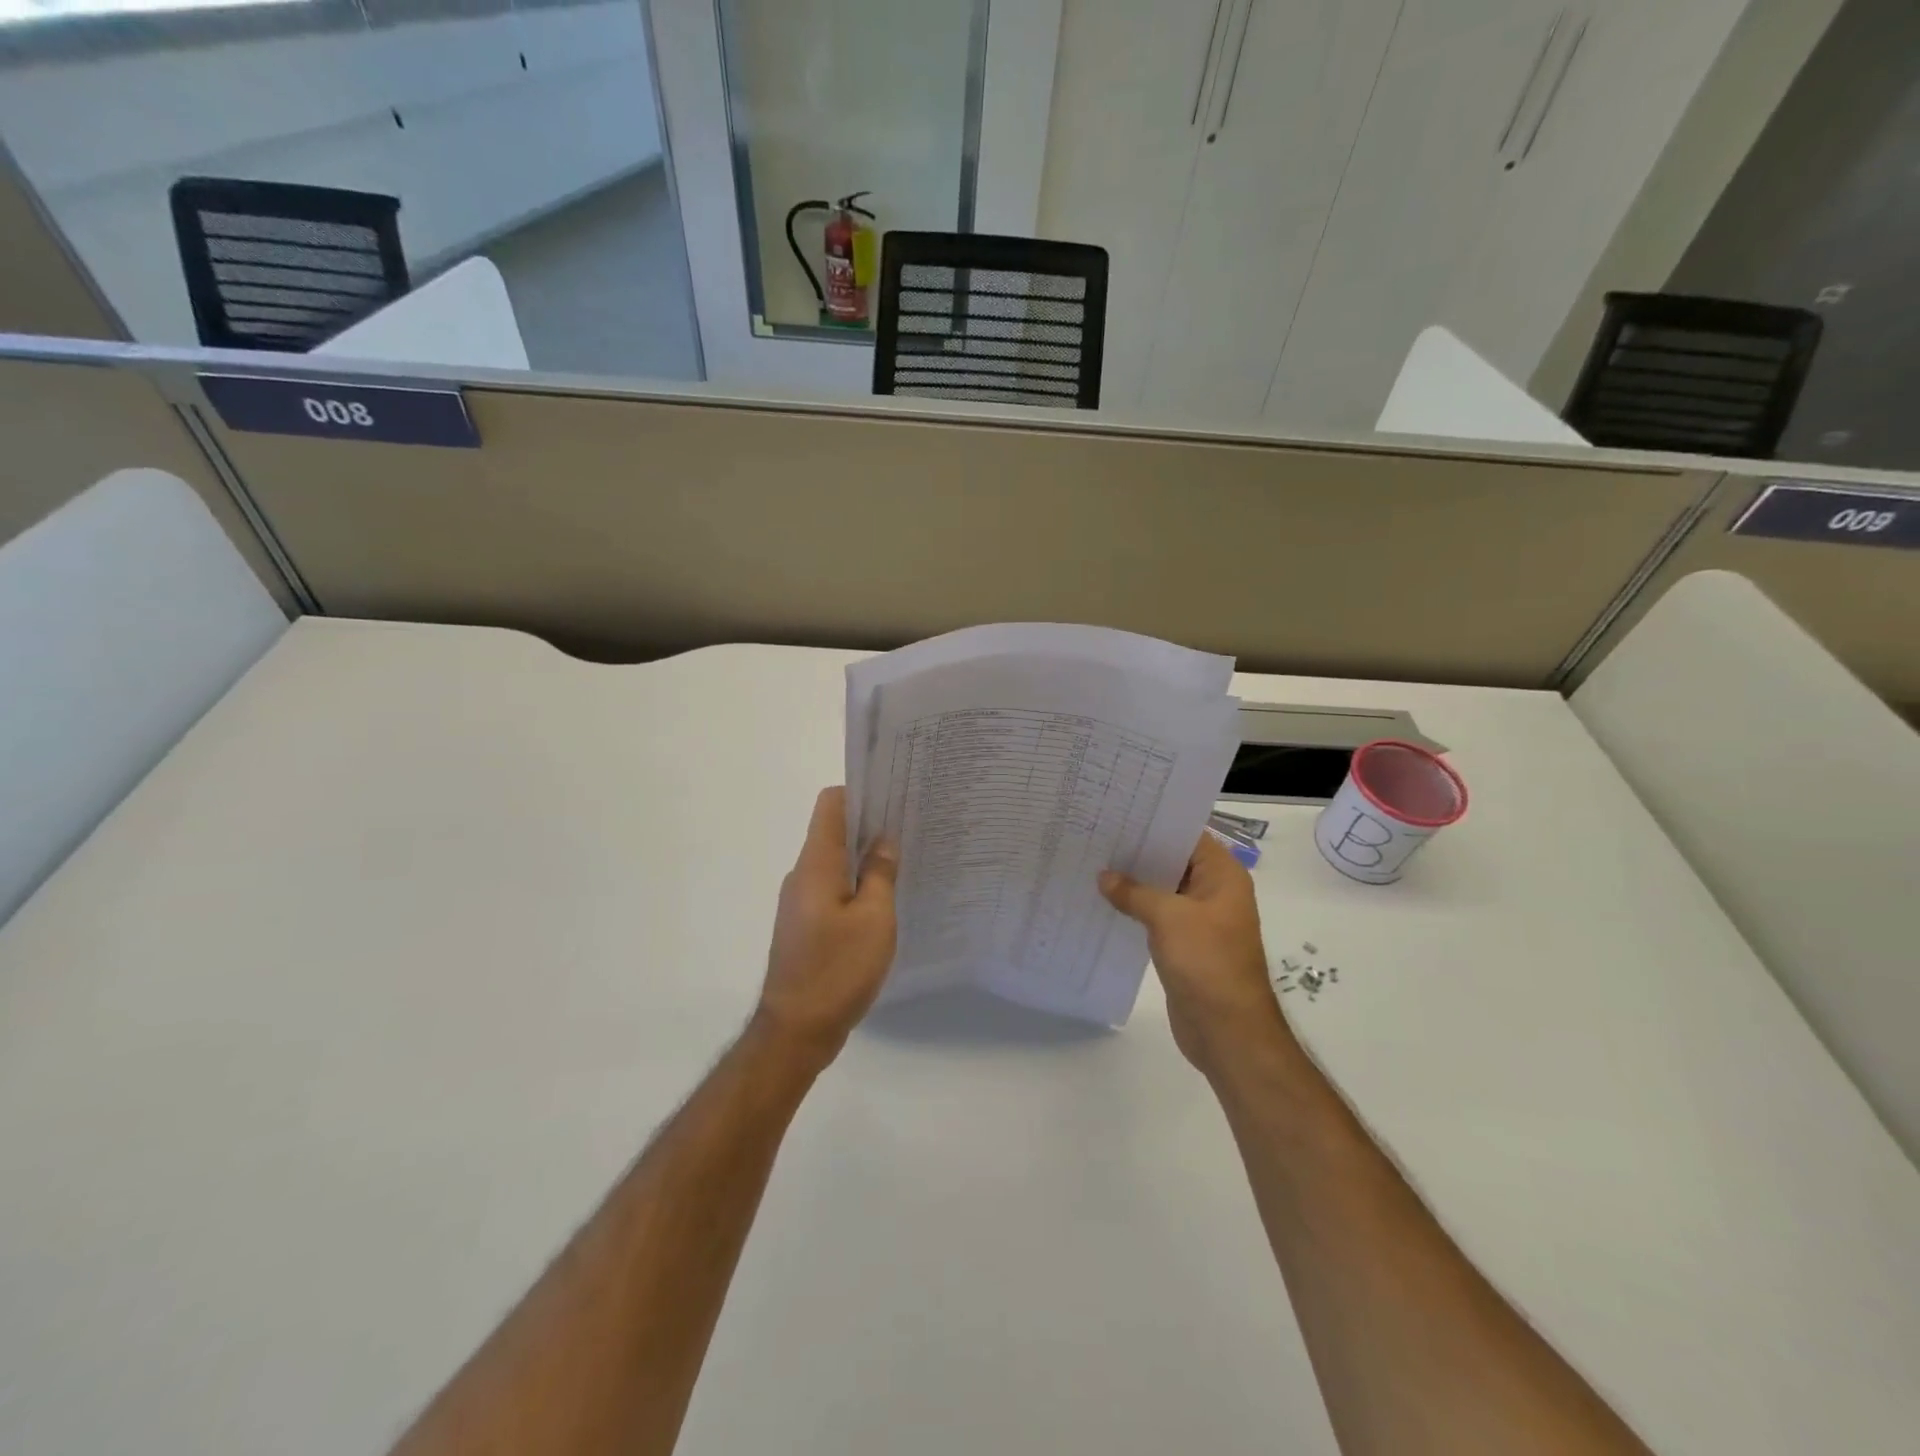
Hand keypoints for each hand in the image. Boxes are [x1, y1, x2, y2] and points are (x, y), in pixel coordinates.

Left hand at [755, 787, 897, 1069]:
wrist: (796, 1031)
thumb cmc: (837, 969)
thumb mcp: (875, 919)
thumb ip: (881, 874)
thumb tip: (884, 841)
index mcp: (817, 864)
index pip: (831, 804)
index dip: (861, 792)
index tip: (894, 797)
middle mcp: (803, 875)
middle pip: (834, 831)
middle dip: (870, 825)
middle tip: (911, 828)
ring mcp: (800, 901)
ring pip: (835, 862)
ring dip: (865, 858)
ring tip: (904, 862)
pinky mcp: (805, 925)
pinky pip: (832, 889)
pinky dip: (857, 885)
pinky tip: (885, 901)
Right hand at [1100, 833, 1291, 1076]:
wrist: (1227, 1031)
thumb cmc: (1207, 962)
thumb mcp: (1168, 917)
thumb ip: (1135, 892)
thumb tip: (1105, 877)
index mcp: (1222, 876)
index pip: (1187, 835)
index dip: (1155, 822)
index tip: (1118, 812)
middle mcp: (1214, 892)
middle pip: (1173, 861)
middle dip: (1138, 852)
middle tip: (1097, 835)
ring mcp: (1200, 919)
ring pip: (1163, 889)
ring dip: (1134, 882)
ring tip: (1094, 863)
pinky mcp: (1185, 944)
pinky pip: (1157, 916)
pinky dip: (1135, 908)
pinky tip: (1105, 902)